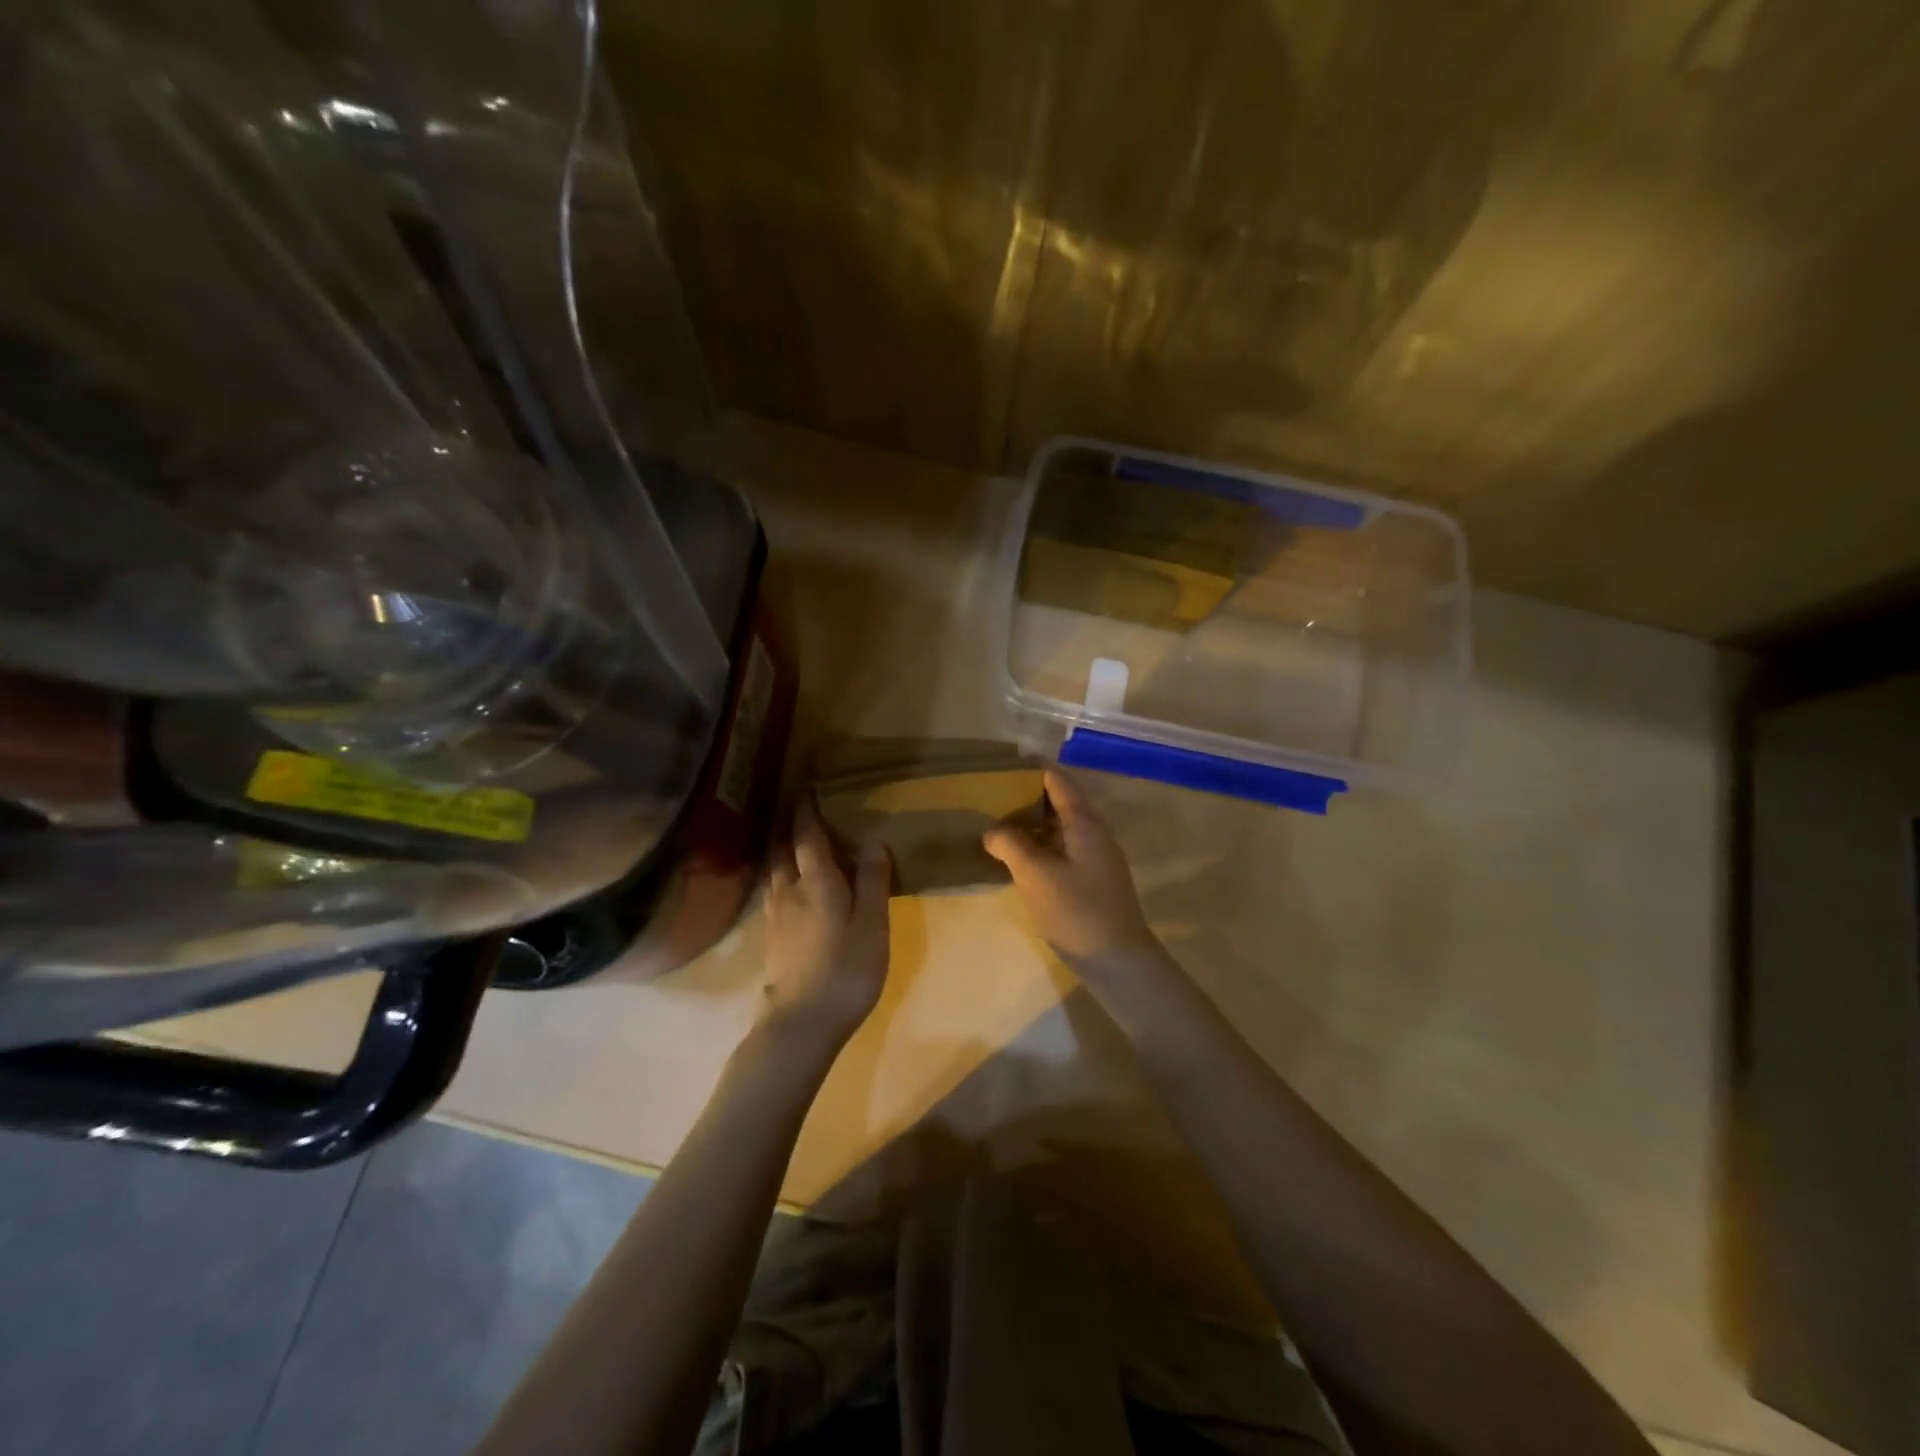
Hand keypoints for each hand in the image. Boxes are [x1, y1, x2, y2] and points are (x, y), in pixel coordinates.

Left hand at [759, 800, 892, 1049]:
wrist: (801, 1024)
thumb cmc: (845, 971)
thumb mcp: (872, 926)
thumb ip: (873, 882)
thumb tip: (874, 841)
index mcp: (816, 881)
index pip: (806, 836)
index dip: (806, 811)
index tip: (807, 788)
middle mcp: (788, 890)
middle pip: (782, 849)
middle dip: (789, 827)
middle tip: (800, 810)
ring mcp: (775, 915)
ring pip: (774, 870)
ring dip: (782, 850)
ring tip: (793, 842)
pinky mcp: (771, 937)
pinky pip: (773, 891)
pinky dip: (780, 875)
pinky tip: (789, 886)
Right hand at [982, 768, 1165, 980]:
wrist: (1119, 961)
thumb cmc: (1077, 911)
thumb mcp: (1035, 875)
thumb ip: (1011, 845)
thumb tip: (992, 830)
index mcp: (1085, 823)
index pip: (1058, 781)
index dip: (1033, 769)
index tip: (1005, 763)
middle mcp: (1095, 833)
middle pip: (1063, 801)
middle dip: (1030, 794)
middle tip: (995, 793)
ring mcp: (1098, 857)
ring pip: (1064, 827)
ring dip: (1035, 822)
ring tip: (1002, 821)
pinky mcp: (1095, 879)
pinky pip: (1065, 848)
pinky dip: (1043, 844)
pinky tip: (1022, 856)